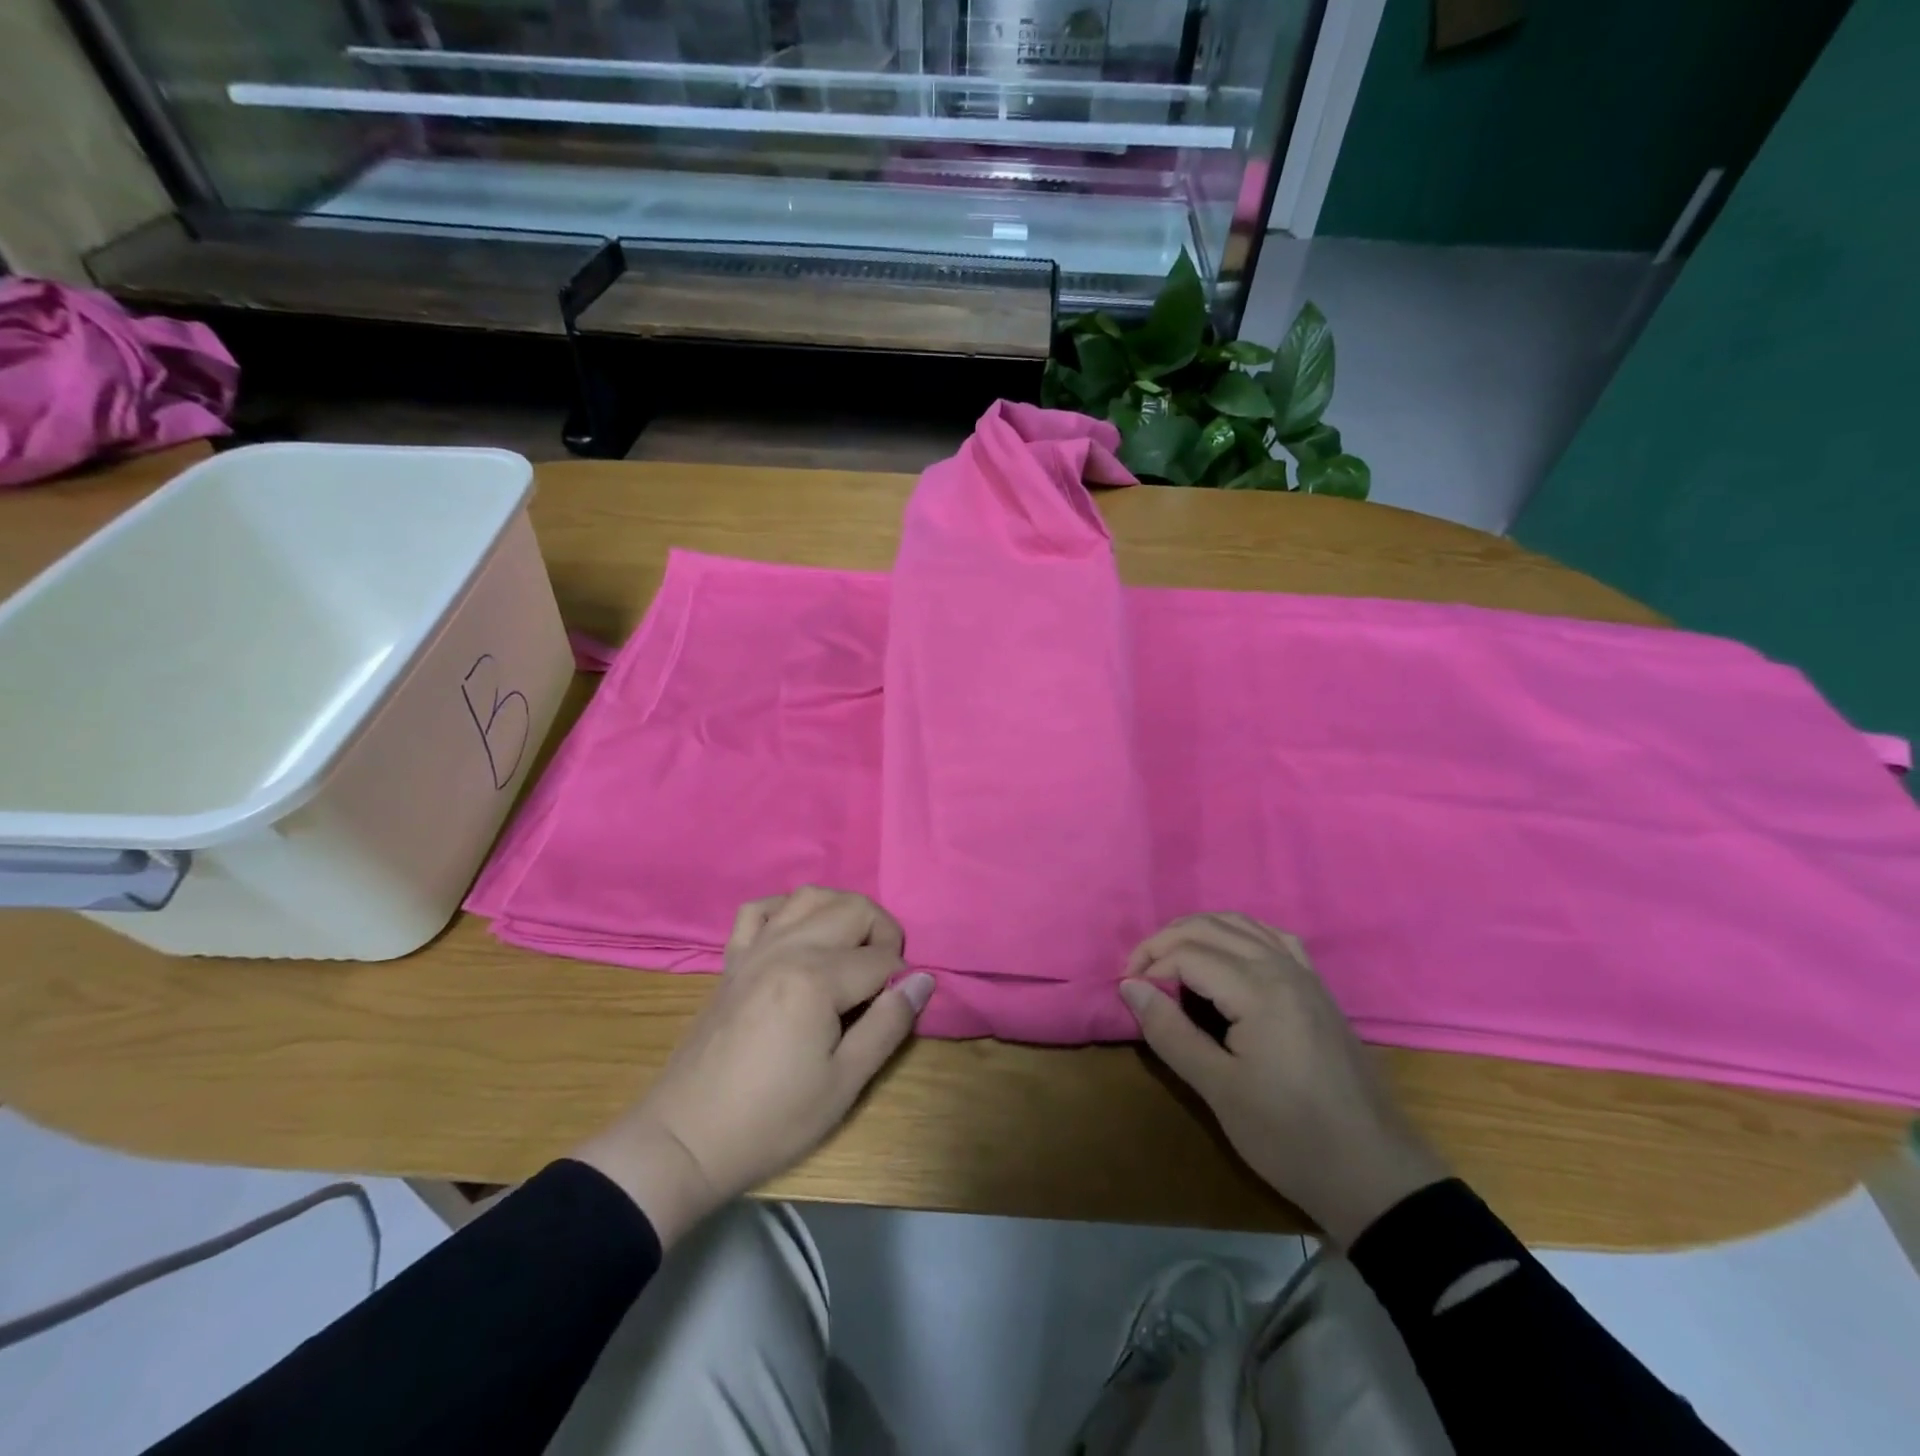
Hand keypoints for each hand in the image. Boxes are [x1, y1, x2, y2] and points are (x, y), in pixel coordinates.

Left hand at [575, 888, 933, 1246]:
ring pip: (809, 895)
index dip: (901, 981)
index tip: (897, 1010)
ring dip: (841, 911)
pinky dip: (786, 909)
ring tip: (852, 948)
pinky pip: (759, 909)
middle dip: (882, 933)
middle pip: (852, 909)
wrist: (686, 1139)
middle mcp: (787, 947)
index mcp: (816, 978)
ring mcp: (755, 949)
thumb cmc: (772, 1120)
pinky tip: (798, 934)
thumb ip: (888, 1024)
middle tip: (885, 978)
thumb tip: (923, 980)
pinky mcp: (732, 960)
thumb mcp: (844, 1083)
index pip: (881, 959)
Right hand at [1120, 914, 1447, 1246]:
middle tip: (1137, 974)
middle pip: (1210, 927)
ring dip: (1197, 932)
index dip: (1150, 967)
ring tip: (1168, 960)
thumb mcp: (1219, 1090)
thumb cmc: (1290, 1137)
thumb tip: (1130, 988)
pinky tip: (1224, 955)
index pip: (1188, 954)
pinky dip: (1236, 934)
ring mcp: (1304, 974)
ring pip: (1240, 924)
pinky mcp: (1316, 987)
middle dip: (1165, 942)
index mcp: (1259, 989)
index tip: (1127, 994)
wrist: (1374, 1173)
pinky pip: (1270, 937)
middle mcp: (1282, 967)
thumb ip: (1170, 1032)